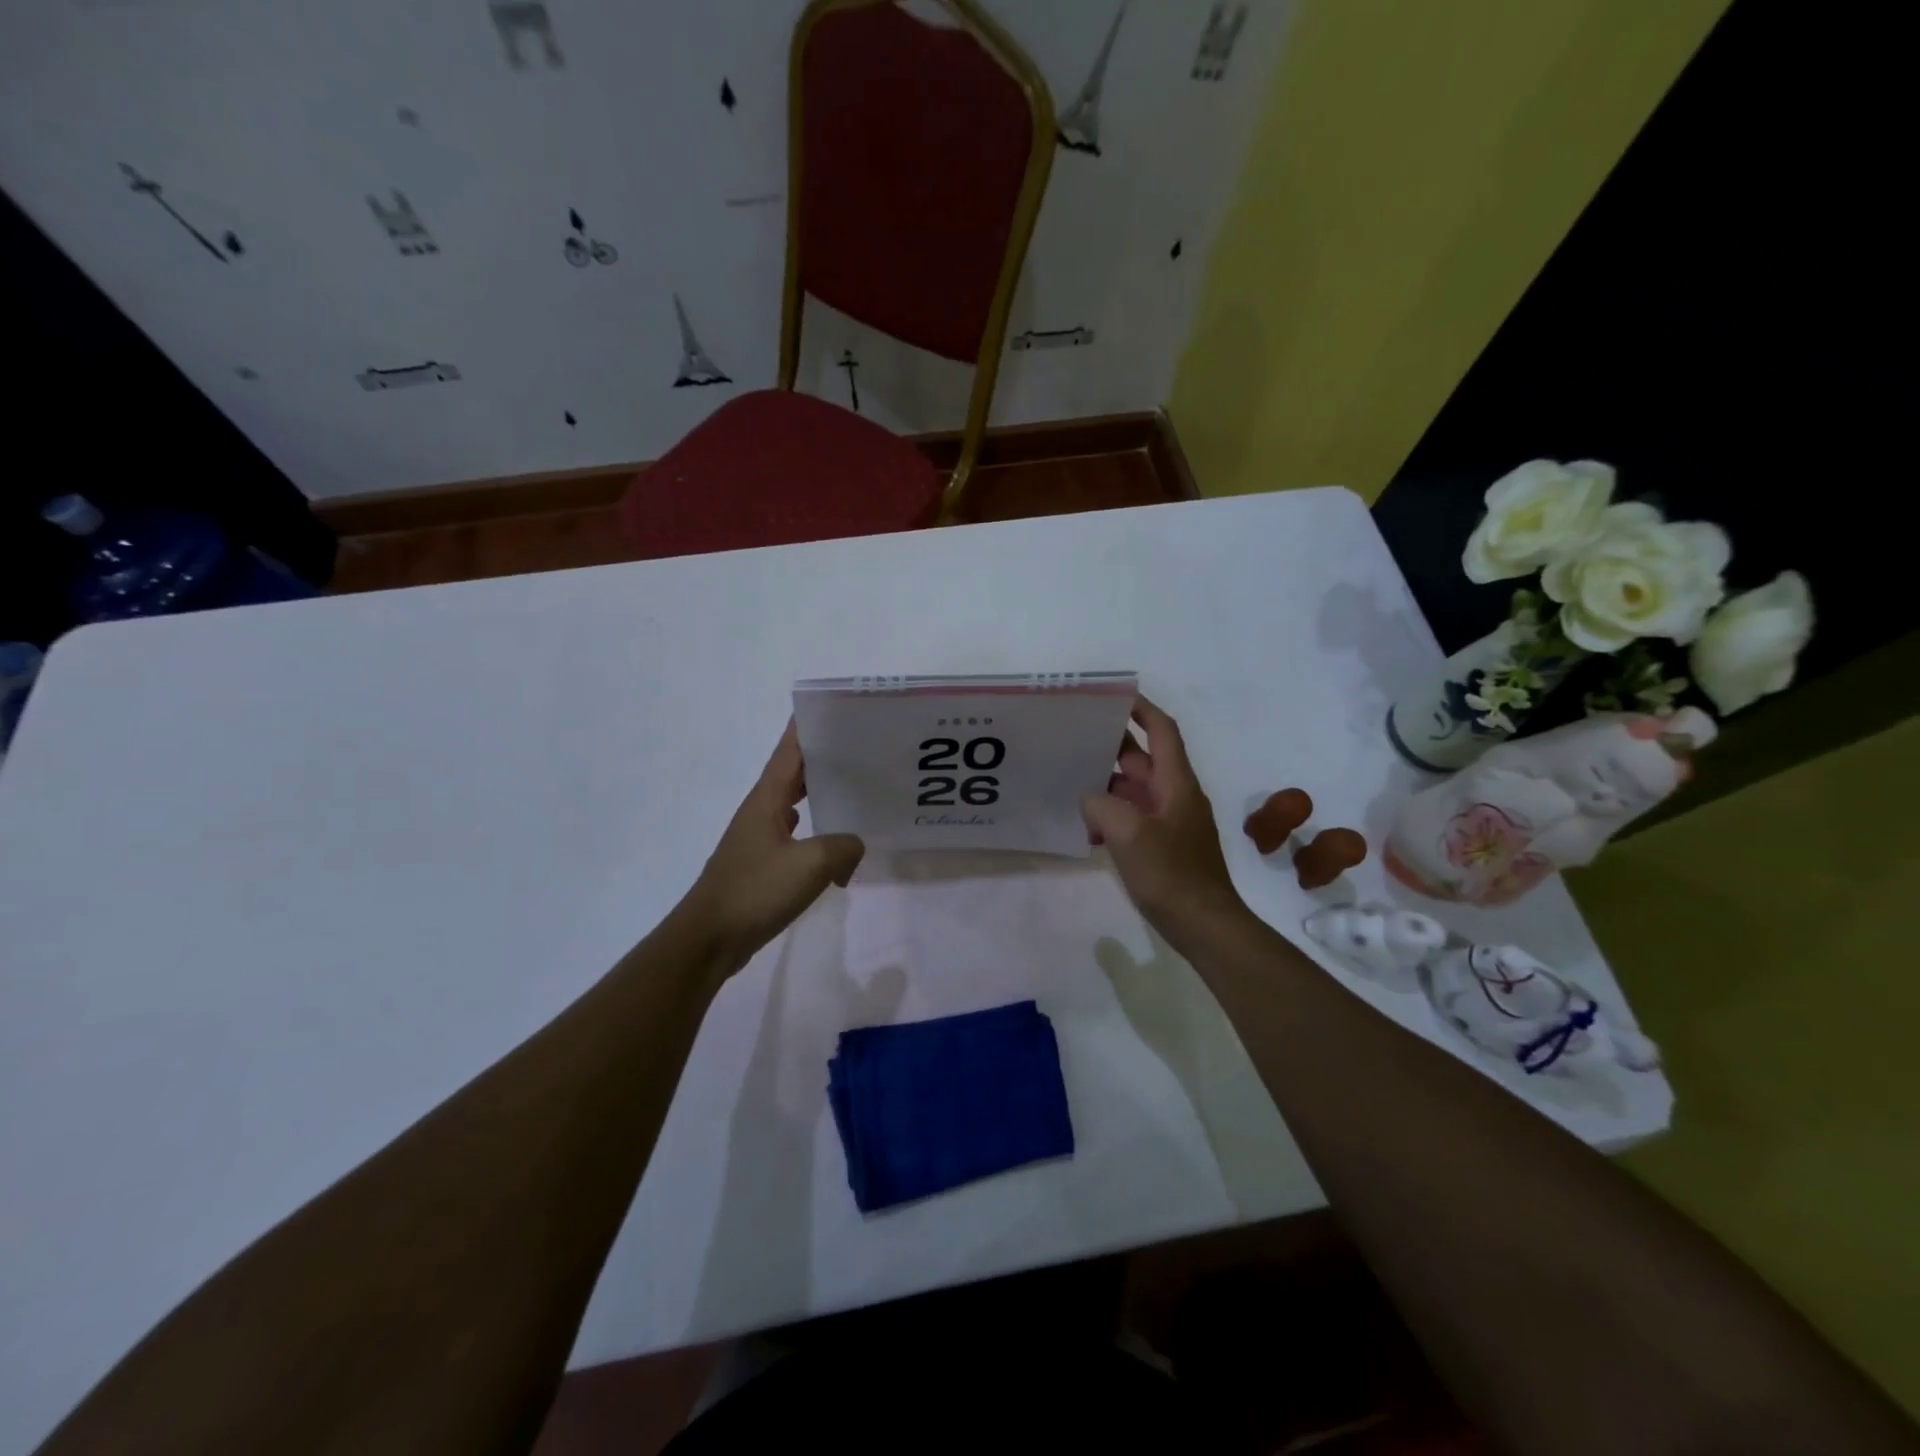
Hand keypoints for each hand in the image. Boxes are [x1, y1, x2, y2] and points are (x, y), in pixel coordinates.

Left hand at [683, 720, 864, 973]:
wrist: (709, 939)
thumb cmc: (756, 891)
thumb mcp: (812, 864)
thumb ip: (843, 846)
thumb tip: (854, 846)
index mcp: (767, 799)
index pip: (790, 750)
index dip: (809, 726)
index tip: (835, 708)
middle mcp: (760, 811)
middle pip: (794, 773)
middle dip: (823, 756)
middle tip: (861, 747)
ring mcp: (759, 838)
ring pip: (795, 804)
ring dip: (820, 793)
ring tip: (856, 788)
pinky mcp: (761, 864)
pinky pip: (796, 835)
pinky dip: (816, 830)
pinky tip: (834, 840)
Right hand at [1083, 697, 1247, 942]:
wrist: (1204, 925)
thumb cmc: (1170, 873)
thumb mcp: (1128, 833)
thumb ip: (1102, 805)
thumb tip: (1091, 799)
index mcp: (1175, 783)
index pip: (1161, 731)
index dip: (1141, 708)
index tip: (1113, 695)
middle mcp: (1175, 795)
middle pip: (1143, 758)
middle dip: (1111, 746)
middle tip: (1073, 737)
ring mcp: (1170, 821)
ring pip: (1134, 789)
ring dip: (1106, 784)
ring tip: (1070, 780)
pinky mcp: (1163, 845)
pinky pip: (1133, 817)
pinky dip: (1111, 815)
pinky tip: (1087, 829)